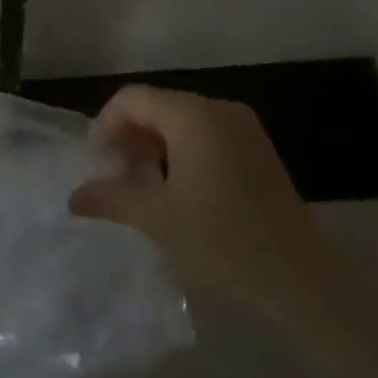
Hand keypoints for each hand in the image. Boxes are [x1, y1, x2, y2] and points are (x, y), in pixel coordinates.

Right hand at [69, 86, 337, 319]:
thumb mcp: (158, 219)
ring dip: (154, 146)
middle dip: (130, 137)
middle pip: (157, 106)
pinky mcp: (257, 149)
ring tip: (145, 189)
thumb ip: (111, 198)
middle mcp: (218, 109)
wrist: (303, 279)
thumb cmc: (224, 241)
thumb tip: (73, 197)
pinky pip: (205, 134)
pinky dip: (182, 152)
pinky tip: (179, 191)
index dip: (106, 124)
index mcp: (193, 115)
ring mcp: (243, 127)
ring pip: (180, 121)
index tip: (98, 164)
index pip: (132, 98)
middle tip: (118, 179)